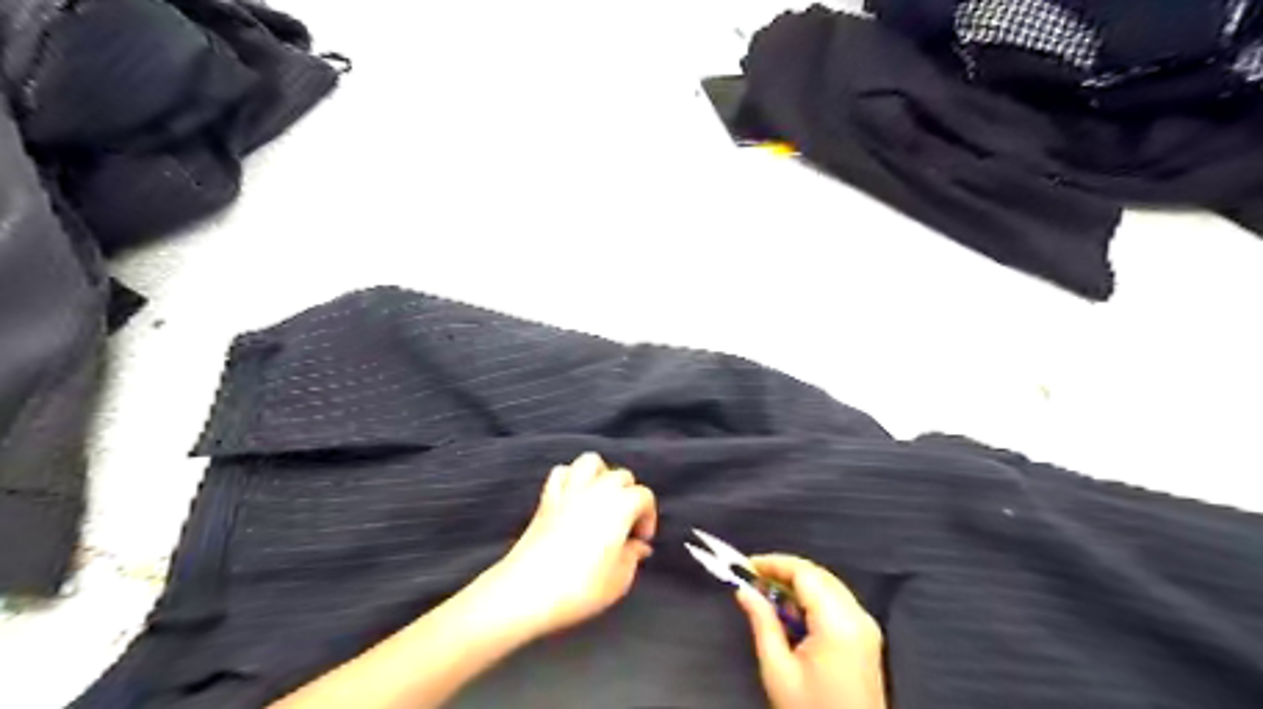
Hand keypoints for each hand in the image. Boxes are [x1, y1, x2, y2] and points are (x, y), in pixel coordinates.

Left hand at [469, 453, 657, 642]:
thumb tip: (638, 546)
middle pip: (621, 476)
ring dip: (601, 475)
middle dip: (629, 496)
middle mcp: (597, 489)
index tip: (641, 541)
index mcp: (621, 505)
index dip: (648, 517)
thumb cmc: (580, 587)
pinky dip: (571, 478)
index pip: (644, 496)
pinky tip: (574, 499)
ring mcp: (570, 490)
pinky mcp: (547, 498)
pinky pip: (561, 473)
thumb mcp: (619, 580)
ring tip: (602, 500)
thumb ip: (633, 557)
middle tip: (625, 524)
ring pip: (590, 462)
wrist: (527, 591)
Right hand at [738, 553, 880, 707]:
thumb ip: (762, 623)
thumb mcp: (778, 670)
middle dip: (784, 572)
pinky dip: (813, 600)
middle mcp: (858, 616)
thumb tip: (744, 591)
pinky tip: (792, 615)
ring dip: (798, 585)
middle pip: (818, 575)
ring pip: (828, 586)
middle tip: (753, 582)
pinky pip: (837, 602)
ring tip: (768, 598)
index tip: (746, 566)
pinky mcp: (867, 638)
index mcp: (837, 622)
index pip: (804, 573)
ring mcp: (866, 626)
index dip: (774, 563)